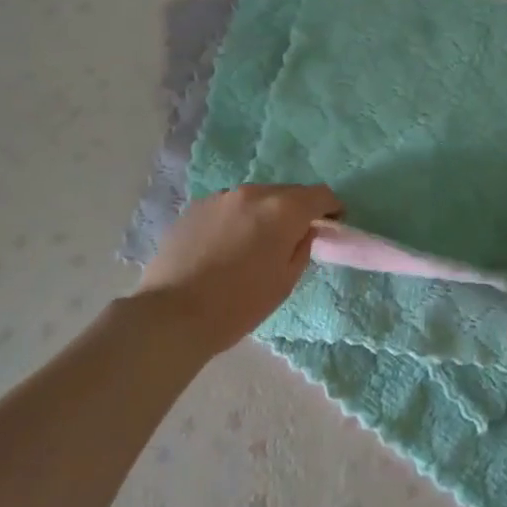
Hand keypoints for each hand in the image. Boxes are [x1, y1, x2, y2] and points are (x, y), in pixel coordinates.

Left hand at [134, 185, 342, 353]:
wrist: (173, 313)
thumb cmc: (238, 304)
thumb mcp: (284, 282)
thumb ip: (301, 249)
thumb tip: (303, 232)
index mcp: (281, 209)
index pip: (319, 195)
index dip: (331, 207)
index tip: (333, 222)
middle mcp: (252, 193)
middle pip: (286, 192)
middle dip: (297, 209)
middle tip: (296, 236)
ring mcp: (220, 197)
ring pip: (255, 198)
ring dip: (265, 213)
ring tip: (258, 242)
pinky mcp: (195, 207)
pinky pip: (229, 207)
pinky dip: (238, 219)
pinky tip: (228, 245)